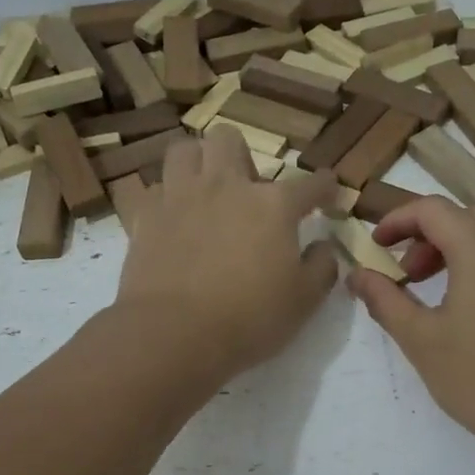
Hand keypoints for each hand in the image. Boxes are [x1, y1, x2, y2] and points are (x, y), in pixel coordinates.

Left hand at [116, 126, 340, 380]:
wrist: (174, 334)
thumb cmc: (249, 319)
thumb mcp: (304, 301)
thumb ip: (322, 267)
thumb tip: (323, 247)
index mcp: (273, 205)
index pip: (308, 184)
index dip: (323, 187)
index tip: (328, 192)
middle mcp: (226, 186)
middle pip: (230, 140)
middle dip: (242, 157)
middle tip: (246, 191)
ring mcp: (181, 197)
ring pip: (184, 150)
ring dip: (198, 162)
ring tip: (204, 189)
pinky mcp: (146, 216)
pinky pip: (153, 188)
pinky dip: (165, 197)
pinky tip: (172, 217)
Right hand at [347, 197, 474, 469]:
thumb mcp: (419, 339)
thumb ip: (384, 299)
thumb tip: (357, 274)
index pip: (431, 209)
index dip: (398, 221)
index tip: (377, 246)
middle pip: (467, 216)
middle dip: (431, 236)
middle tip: (411, 276)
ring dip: (471, 244)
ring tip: (454, 285)